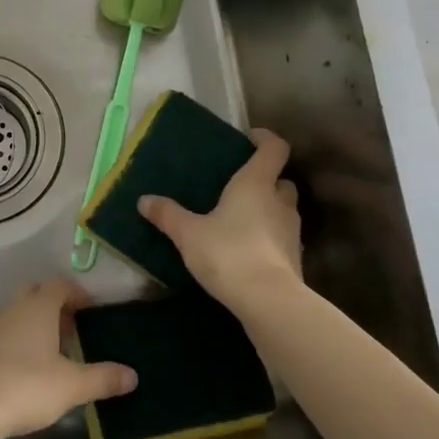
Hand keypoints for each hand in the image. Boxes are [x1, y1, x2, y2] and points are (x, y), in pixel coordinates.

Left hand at [0, 278, 137, 438]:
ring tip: (51, 354)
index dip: (77, 293)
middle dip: (54, 306)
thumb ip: (103, 378)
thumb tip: (133, 375)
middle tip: (72, 329)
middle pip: (35, 294)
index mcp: (38, 308)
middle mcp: (13, 308)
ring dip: (34, 325)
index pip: (59, 285)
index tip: (91, 309)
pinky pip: (2, 333)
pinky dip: (16, 341)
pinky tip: (24, 369)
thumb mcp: (71, 386)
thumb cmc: (26, 387)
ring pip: (17, 314)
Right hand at [138, 128, 303, 314]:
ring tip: (242, 219)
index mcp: (256, 183)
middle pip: (282, 180)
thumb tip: (144, 200)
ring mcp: (291, 231)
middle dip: (267, 180)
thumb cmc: (228, 252)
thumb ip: (168, 215)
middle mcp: (279, 201)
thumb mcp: (188, 233)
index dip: (266, 139)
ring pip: (284, 210)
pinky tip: (248, 249)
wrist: (268, 301)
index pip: (274, 148)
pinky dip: (269, 238)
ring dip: (269, 210)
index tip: (250, 138)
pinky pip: (282, 238)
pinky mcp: (294, 259)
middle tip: (242, 185)